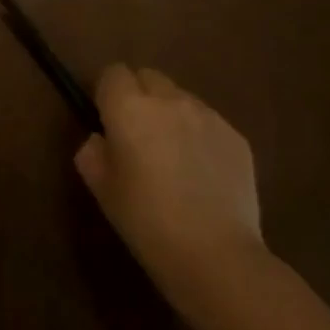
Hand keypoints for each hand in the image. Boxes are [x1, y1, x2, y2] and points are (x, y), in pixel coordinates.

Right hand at [76, 64, 264, 294]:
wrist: (215, 255)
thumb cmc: (146, 221)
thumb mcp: (101, 189)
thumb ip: (92, 152)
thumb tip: (101, 139)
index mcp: (129, 108)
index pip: (113, 73)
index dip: (107, 93)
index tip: (107, 121)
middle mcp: (169, 100)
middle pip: (149, 77)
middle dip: (140, 96)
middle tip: (138, 136)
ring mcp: (208, 116)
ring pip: (180, 98)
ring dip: (171, 114)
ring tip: (174, 156)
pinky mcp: (237, 137)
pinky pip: (208, 122)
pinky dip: (199, 136)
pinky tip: (201, 174)